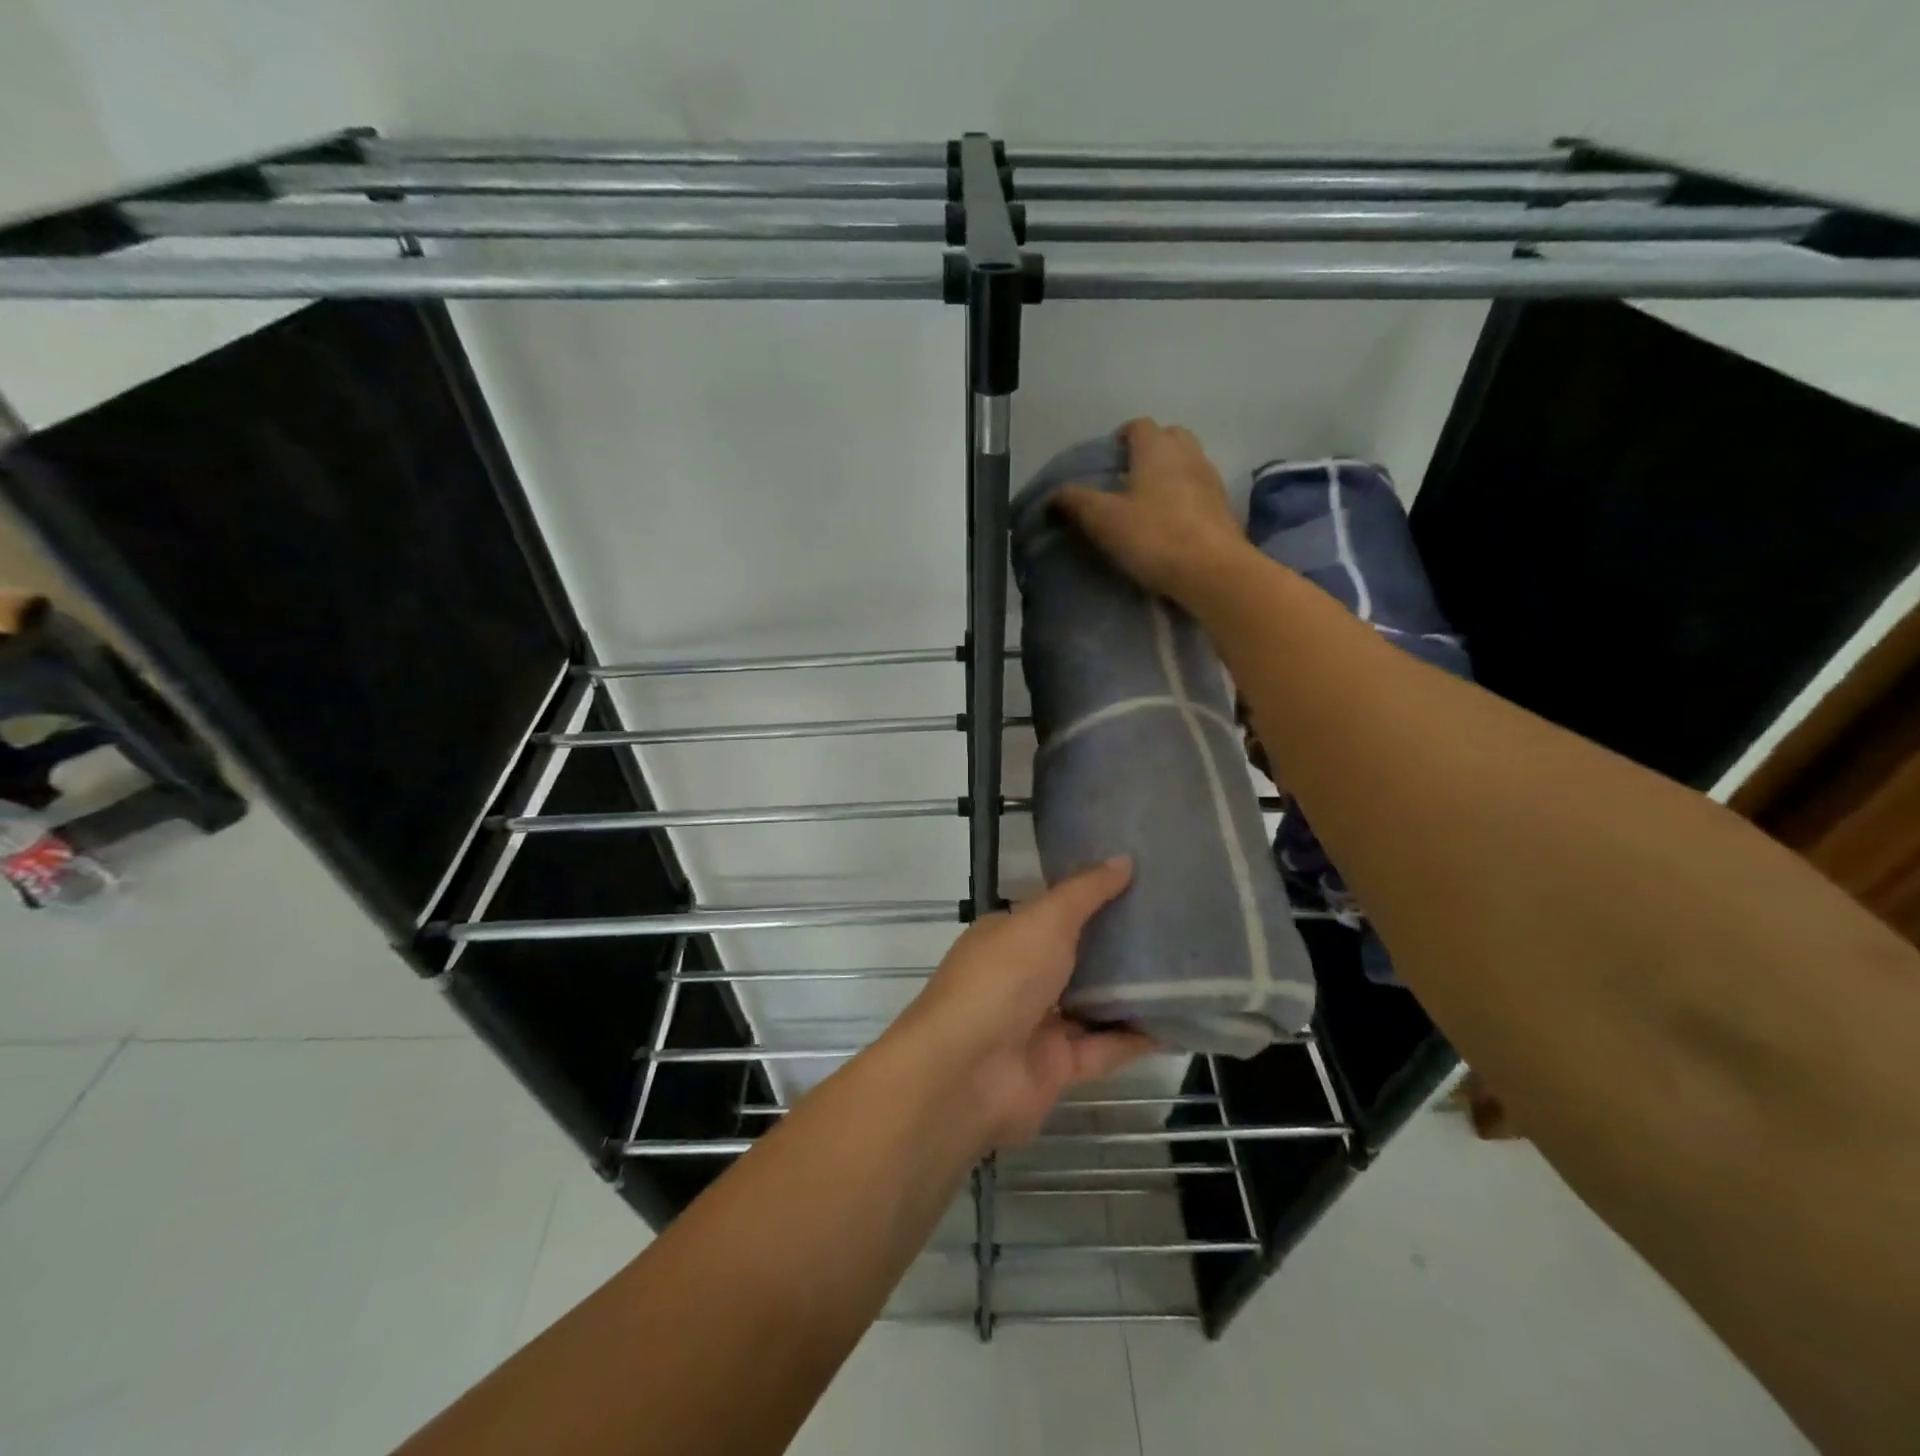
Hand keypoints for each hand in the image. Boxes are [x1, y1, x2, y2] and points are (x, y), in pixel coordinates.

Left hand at [885, 858, 1154, 1151]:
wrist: (967, 1073)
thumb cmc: (1001, 979)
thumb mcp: (1045, 920)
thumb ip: (1086, 893)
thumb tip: (1124, 859)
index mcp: (1007, 936)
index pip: (1052, 912)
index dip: (1091, 897)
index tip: (1139, 883)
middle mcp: (1020, 977)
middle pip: (1076, 957)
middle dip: (1117, 945)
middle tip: (1174, 925)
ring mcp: (1038, 1024)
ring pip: (1092, 1004)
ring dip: (1130, 992)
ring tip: (1185, 970)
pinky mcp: (1058, 1068)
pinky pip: (1104, 1048)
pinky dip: (1136, 1038)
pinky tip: (1176, 1022)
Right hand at [1053, 418, 1252, 603]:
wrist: (1212, 572)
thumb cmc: (1154, 537)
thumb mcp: (1103, 520)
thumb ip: (1076, 501)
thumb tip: (1054, 493)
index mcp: (1157, 449)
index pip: (1139, 426)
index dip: (1121, 438)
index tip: (1107, 461)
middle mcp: (1188, 454)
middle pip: (1169, 437)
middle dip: (1150, 450)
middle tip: (1128, 479)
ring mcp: (1211, 480)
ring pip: (1188, 463)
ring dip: (1169, 474)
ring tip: (1148, 503)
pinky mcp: (1224, 509)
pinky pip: (1199, 491)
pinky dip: (1185, 498)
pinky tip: (1171, 523)